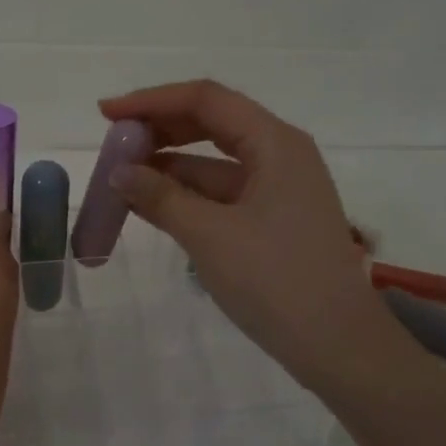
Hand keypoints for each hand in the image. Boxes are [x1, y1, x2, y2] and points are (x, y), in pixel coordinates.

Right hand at [98, 80, 392, 390]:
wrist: (338, 345)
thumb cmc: (276, 281)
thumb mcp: (210, 236)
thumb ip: (161, 198)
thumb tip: (118, 173)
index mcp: (275, 143)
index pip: (206, 99)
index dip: (152, 101)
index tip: (106, 114)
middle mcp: (281, 154)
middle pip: (211, 124)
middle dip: (160, 130)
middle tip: (113, 145)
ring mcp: (279, 188)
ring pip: (214, 162)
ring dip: (169, 167)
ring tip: (121, 178)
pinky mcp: (274, 220)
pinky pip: (222, 194)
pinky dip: (187, 196)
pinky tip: (151, 205)